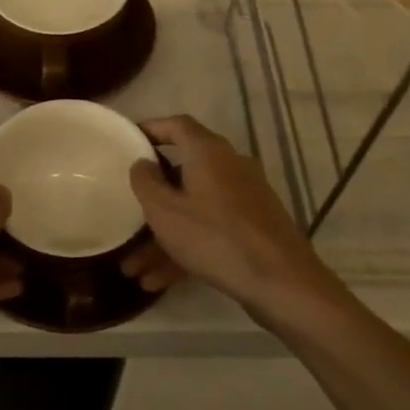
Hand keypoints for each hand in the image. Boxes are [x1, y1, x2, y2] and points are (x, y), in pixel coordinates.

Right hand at [128, 115, 334, 321]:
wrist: (283, 283)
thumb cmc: (215, 237)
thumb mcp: (165, 211)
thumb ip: (146, 182)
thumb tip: (142, 163)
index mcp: (209, 152)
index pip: (177, 125)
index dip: (151, 129)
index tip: (128, 141)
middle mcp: (230, 167)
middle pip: (182, 173)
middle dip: (152, 200)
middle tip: (127, 212)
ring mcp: (244, 198)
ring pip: (194, 209)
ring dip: (163, 236)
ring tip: (134, 269)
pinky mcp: (253, 227)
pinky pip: (210, 229)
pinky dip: (186, 248)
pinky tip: (159, 281)